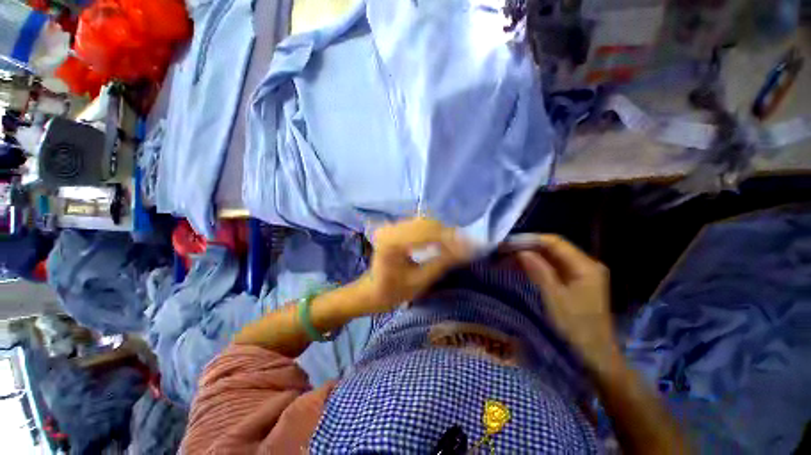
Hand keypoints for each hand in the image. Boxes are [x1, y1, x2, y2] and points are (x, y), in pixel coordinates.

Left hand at [358, 217, 473, 313]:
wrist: (372, 290)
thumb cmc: (392, 292)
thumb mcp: (419, 281)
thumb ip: (442, 263)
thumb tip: (466, 250)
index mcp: (392, 243)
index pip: (427, 233)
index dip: (451, 238)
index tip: (471, 246)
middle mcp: (390, 229)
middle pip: (427, 224)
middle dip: (449, 234)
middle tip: (467, 246)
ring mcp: (392, 226)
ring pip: (425, 222)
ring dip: (443, 232)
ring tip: (459, 244)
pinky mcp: (395, 228)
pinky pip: (420, 225)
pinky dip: (435, 232)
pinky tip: (444, 240)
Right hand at [511, 235, 618, 369]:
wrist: (596, 356)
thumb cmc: (576, 328)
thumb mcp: (554, 298)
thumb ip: (538, 270)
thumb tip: (520, 251)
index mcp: (585, 266)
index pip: (554, 242)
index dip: (530, 239)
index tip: (508, 243)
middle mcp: (586, 264)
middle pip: (553, 248)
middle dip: (528, 247)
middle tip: (505, 250)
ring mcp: (582, 273)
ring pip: (552, 257)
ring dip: (530, 255)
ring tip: (509, 257)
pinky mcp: (576, 282)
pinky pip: (553, 267)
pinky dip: (537, 265)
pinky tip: (521, 266)